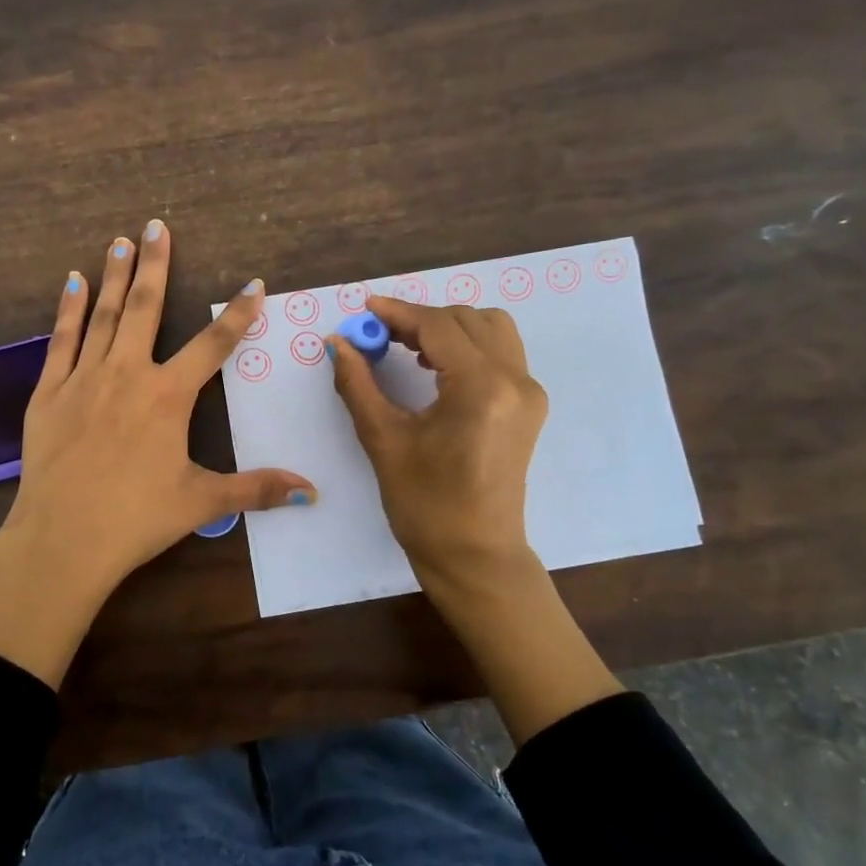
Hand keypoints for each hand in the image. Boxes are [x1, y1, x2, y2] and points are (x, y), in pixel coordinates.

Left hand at [0, 221, 314, 686]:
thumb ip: (255, 489)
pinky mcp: (49, 393)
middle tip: (156, 226)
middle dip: (156, 265)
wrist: (62, 539)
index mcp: (168, 397)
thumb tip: (311, 493)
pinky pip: (61, 340)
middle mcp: (127, 374)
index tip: (255, 284)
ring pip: (102, 316)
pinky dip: (67, 309)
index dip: (238, 314)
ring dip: (114, 276)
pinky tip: (72, 282)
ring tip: (120, 241)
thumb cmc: (136, 519)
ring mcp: (84, 379)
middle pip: (146, 309)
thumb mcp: (201, 503)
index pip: (213, 345)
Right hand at [329, 297, 620, 739]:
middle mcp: (515, 380)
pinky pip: (500, 352)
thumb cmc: (425, 505)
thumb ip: (358, 384)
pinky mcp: (529, 405)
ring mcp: (529, 392)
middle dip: (420, 318)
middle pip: (467, 319)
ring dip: (448, 327)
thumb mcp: (384, 440)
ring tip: (407, 347)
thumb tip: (336, 342)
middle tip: (379, 334)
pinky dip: (467, 345)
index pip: (438, 326)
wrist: (475, 556)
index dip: (397, 312)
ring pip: (491, 328)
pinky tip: (433, 366)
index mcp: (481, 388)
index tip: (364, 309)